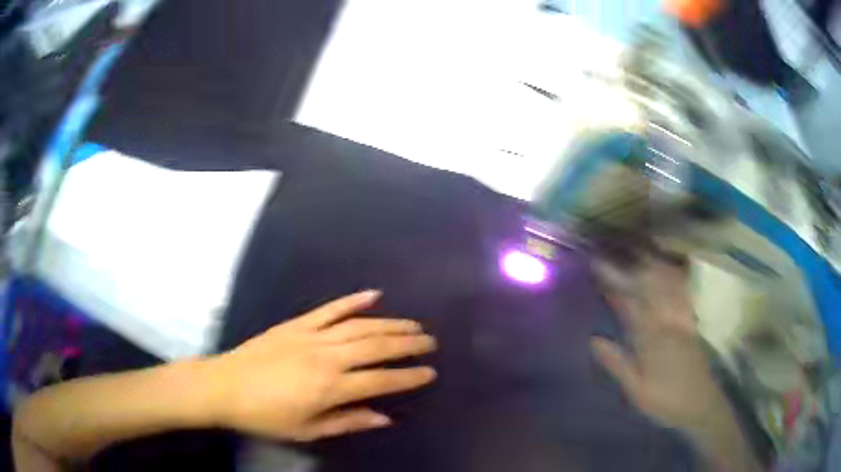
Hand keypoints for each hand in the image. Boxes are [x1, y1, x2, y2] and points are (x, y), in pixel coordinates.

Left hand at [206, 290, 436, 440]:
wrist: (225, 386)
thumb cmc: (265, 416)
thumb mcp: (307, 430)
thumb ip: (348, 422)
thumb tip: (385, 417)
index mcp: (330, 387)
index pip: (381, 380)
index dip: (409, 377)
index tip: (430, 372)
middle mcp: (327, 357)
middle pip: (377, 347)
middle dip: (408, 344)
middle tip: (431, 342)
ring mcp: (312, 335)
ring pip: (360, 325)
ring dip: (390, 324)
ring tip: (414, 324)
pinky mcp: (297, 323)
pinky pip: (330, 309)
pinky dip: (353, 300)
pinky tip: (374, 294)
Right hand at [592, 255, 761, 471]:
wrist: (701, 404)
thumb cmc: (665, 401)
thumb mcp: (636, 390)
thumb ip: (618, 364)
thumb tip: (594, 339)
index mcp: (652, 341)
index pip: (630, 304)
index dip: (614, 282)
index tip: (598, 264)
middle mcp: (669, 323)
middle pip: (650, 286)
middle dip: (633, 263)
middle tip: (618, 243)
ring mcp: (683, 319)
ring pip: (668, 284)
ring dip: (653, 263)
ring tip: (640, 245)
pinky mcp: (692, 321)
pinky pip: (683, 292)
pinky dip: (675, 275)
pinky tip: (671, 264)